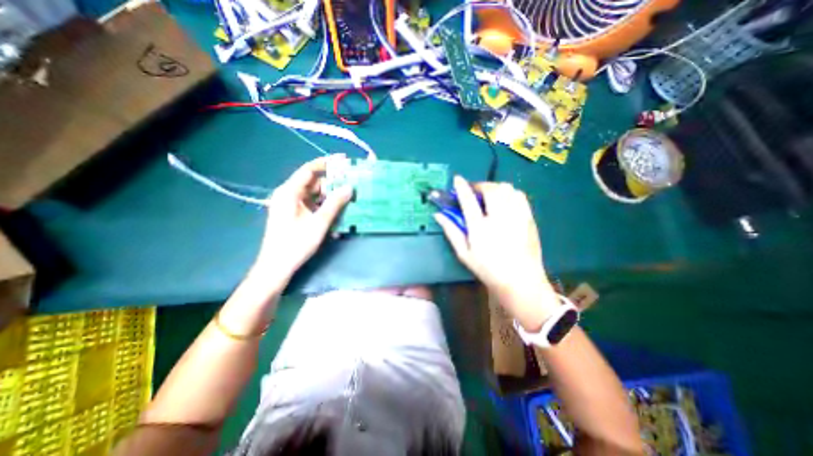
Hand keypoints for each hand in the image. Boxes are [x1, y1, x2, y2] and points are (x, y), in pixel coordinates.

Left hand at [251, 155, 352, 285]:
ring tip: (348, 197)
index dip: (327, 163)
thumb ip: (335, 203)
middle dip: (332, 182)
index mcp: (289, 192)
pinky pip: (312, 204)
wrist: (277, 266)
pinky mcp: (294, 214)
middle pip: (313, 182)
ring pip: (314, 194)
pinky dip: (324, 206)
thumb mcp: (319, 223)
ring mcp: (291, 205)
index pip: (309, 170)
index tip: (344, 159)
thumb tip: (349, 187)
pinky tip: (337, 212)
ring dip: (330, 196)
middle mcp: (288, 194)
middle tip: (351, 183)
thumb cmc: (296, 243)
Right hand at [436, 176, 563, 331]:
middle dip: (480, 185)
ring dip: (495, 188)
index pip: (468, 201)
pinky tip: (505, 202)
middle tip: (475, 192)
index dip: (462, 187)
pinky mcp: (529, 218)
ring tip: (490, 197)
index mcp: (480, 229)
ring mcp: (517, 217)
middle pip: (491, 189)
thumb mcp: (464, 253)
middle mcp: (499, 219)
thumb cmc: (487, 269)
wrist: (520, 281)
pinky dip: (509, 193)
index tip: (457, 179)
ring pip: (507, 189)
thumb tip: (438, 215)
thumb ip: (451, 231)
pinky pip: (519, 195)